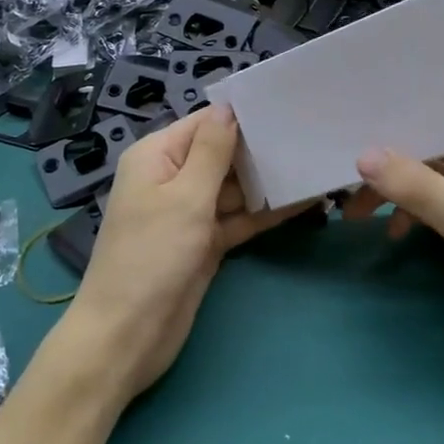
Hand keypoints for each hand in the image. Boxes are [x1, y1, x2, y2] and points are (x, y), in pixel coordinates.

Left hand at [65, 106, 296, 402]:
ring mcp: (190, 212)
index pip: (205, 123)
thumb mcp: (185, 196)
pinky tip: (304, 201)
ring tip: (315, 164)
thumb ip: (212, 151)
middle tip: (312, 137)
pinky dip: (266, 212)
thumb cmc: (152, 255)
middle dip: (261, 149)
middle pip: (223, 154)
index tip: (287, 108)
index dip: (243, 116)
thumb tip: (229, 107)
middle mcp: (173, 178)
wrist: (127, 335)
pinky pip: (240, 218)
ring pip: (235, 188)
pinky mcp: (205, 242)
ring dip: (268, 181)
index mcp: (157, 156)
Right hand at [344, 136, 443, 390]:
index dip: (410, 121)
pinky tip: (395, 232)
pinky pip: (439, 210)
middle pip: (439, 153)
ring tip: (357, 211)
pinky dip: (415, 216)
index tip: (364, 124)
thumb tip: (363, 156)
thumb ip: (420, 189)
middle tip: (350, 179)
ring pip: (435, 183)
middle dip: (396, 163)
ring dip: (400, 193)